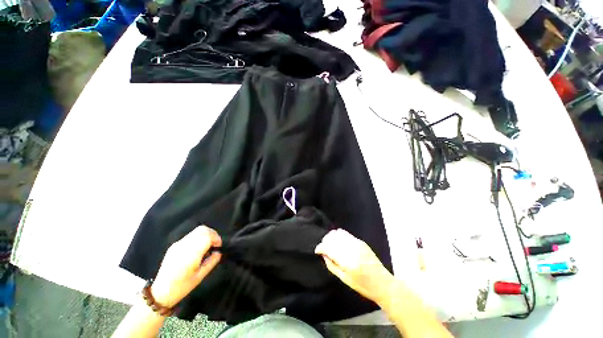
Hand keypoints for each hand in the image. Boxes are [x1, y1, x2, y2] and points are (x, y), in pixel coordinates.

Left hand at [151, 226, 221, 307]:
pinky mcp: (175, 245)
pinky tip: (198, 249)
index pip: (207, 236)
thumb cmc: (182, 286)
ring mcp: (178, 244)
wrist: (160, 292)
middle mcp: (184, 245)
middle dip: (213, 234)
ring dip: (206, 235)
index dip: (216, 238)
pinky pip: (191, 235)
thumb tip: (219, 251)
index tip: (218, 246)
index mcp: (191, 254)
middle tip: (215, 244)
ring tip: (207, 246)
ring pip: (197, 230)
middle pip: (203, 229)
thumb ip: (212, 261)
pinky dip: (199, 238)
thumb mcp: (201, 276)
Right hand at [315, 229, 393, 303]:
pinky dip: (339, 234)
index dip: (320, 247)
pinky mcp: (360, 241)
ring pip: (338, 233)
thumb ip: (331, 265)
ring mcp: (357, 243)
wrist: (382, 283)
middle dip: (325, 241)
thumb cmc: (363, 286)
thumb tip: (323, 254)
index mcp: (347, 261)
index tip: (317, 250)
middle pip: (332, 238)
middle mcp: (351, 249)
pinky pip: (346, 233)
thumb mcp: (344, 279)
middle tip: (323, 247)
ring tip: (329, 242)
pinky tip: (337, 238)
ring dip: (331, 236)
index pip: (329, 248)